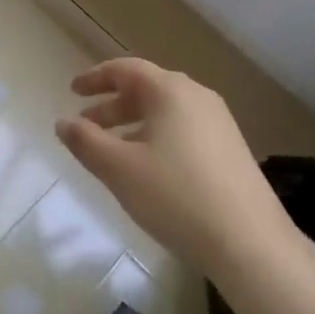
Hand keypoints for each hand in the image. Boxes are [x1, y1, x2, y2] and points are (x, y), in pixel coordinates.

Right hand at [57, 58, 298, 278]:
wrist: (251, 244)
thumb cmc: (176, 196)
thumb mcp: (119, 169)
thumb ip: (85, 141)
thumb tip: (63, 123)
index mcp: (170, 90)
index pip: (125, 69)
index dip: (95, 78)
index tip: (73, 91)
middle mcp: (197, 96)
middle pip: (146, 90)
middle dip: (111, 106)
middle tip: (86, 126)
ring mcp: (219, 123)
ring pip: (165, 113)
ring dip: (133, 126)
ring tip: (111, 152)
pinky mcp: (231, 150)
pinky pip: (183, 130)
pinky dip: (156, 138)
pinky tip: (148, 171)